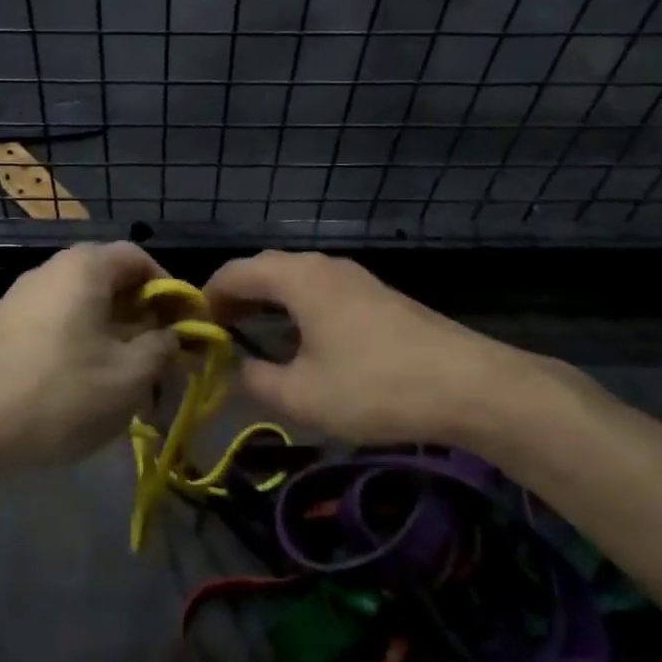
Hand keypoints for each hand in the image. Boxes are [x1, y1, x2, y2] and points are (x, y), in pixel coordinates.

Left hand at [0, 243, 177, 473]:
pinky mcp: (2, 329)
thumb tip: (172, 334)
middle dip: (143, 320)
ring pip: (84, 308)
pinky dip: (81, 348)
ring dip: (114, 339)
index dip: (171, 289)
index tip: (187, 327)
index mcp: (84, 266)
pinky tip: (84, 389)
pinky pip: (57, 326)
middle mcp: (50, 270)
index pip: (140, 257)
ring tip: (127, 384)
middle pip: (111, 282)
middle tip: (161, 361)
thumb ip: (162, 347)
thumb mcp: (128, 376)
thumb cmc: (57, 393)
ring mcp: (21, 299)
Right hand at [203, 251, 551, 447]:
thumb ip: (258, 380)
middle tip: (217, 330)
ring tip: (251, 333)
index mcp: (297, 278)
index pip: (235, 272)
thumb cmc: (375, 386)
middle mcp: (322, 265)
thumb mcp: (304, 396)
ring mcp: (354, 277)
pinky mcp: (376, 295)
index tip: (192, 326)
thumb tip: (240, 369)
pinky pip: (320, 290)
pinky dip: (296, 307)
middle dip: (236, 296)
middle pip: (264, 268)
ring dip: (267, 301)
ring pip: (295, 278)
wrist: (469, 384)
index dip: (207, 296)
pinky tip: (301, 339)